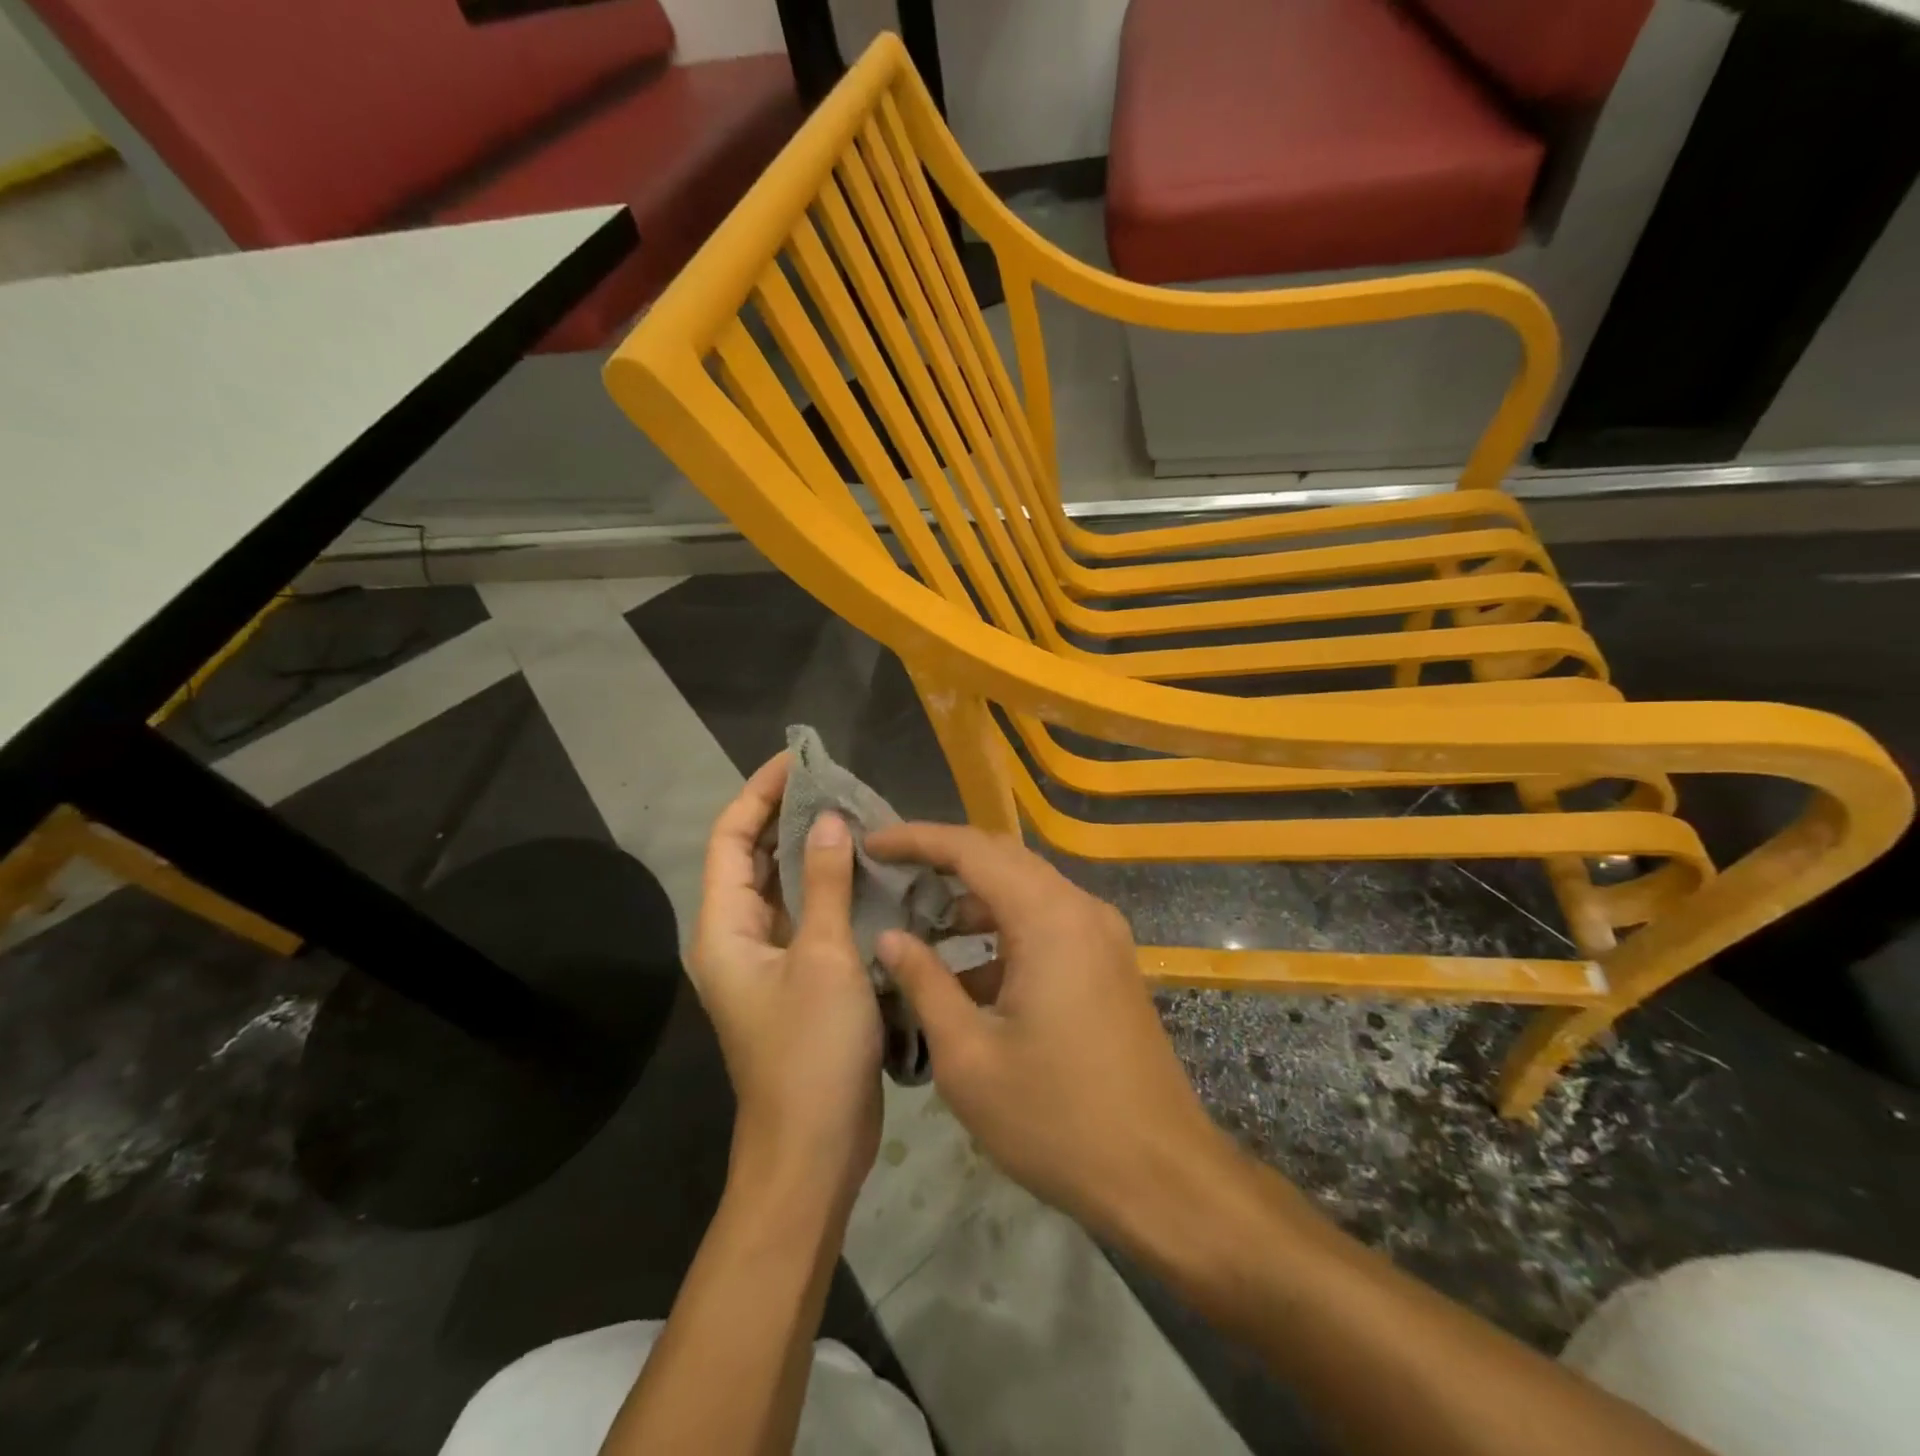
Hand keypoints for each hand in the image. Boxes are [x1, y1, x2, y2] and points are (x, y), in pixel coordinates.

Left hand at [692, 753, 881, 1204]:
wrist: (812, 1149)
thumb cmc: (811, 1051)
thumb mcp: (824, 958)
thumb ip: (824, 883)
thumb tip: (828, 819)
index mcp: (725, 927)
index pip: (733, 837)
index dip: (759, 792)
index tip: (798, 759)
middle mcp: (738, 936)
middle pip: (755, 857)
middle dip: (789, 815)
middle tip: (837, 782)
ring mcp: (768, 960)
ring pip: (785, 886)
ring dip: (813, 850)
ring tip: (856, 814)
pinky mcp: (799, 978)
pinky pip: (809, 916)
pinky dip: (832, 888)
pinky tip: (869, 871)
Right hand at [866, 823, 1234, 1243]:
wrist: (1161, 1177)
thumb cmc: (1056, 1120)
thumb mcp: (969, 1057)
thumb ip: (925, 984)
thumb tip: (891, 937)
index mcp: (1049, 918)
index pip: (972, 850)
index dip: (917, 839)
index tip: (872, 843)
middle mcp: (1080, 910)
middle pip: (1002, 859)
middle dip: (942, 860)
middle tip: (889, 872)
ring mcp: (1101, 936)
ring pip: (1025, 892)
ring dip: (972, 900)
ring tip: (917, 921)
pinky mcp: (1107, 964)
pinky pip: (1046, 925)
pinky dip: (1002, 933)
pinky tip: (965, 974)